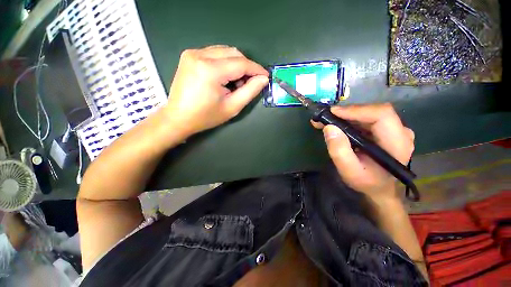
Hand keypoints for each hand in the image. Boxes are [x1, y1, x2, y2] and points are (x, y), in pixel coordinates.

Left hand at [164, 45, 268, 135]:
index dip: (256, 69)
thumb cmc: (206, 116)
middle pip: (234, 53)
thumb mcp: (232, 107)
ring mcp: (193, 53)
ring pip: (225, 51)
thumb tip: (263, 79)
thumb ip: (250, 91)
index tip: (266, 76)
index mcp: (210, 70)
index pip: (241, 63)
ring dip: (236, 64)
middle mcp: (200, 55)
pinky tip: (225, 77)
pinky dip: (225, 62)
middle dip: (246, 67)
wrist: (178, 117)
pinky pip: (215, 53)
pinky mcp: (190, 55)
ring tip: (236, 83)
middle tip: (249, 83)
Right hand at [312, 103, 414, 199]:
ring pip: (368, 113)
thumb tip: (329, 127)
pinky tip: (335, 124)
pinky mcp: (385, 130)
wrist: (378, 188)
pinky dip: (349, 119)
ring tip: (325, 121)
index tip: (332, 113)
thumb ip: (339, 151)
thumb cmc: (366, 182)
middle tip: (324, 117)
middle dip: (346, 113)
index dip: (356, 110)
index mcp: (397, 143)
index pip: (382, 115)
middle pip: (373, 112)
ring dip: (345, 116)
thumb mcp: (349, 171)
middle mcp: (400, 132)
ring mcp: (394, 130)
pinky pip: (366, 119)